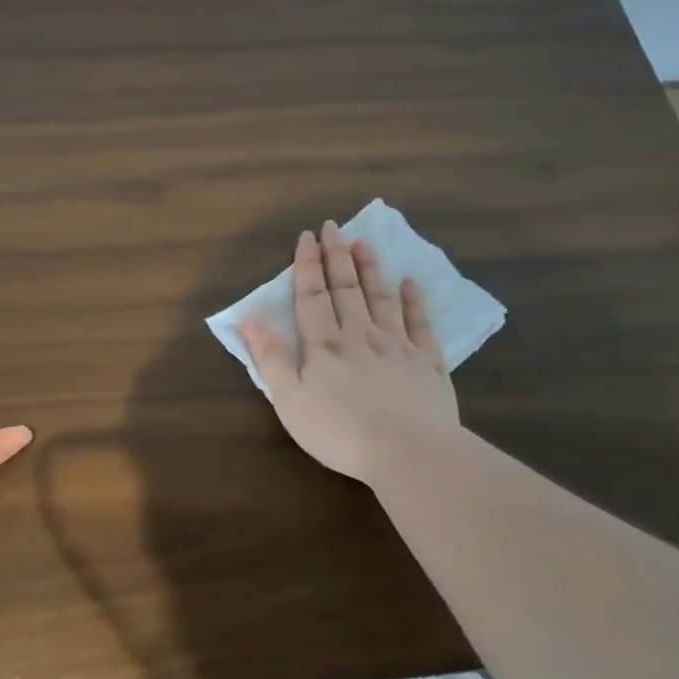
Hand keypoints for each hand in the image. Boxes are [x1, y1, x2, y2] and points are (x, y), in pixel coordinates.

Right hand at [238, 221, 461, 484]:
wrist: (407, 451)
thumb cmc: (338, 431)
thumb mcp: (290, 400)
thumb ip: (271, 358)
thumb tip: (251, 318)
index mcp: (324, 345)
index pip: (312, 296)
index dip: (307, 266)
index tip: (307, 237)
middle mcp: (360, 335)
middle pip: (346, 289)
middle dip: (337, 256)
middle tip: (334, 227)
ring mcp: (397, 346)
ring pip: (382, 298)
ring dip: (371, 269)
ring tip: (364, 242)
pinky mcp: (428, 363)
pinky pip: (420, 324)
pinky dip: (414, 301)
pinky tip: (410, 283)